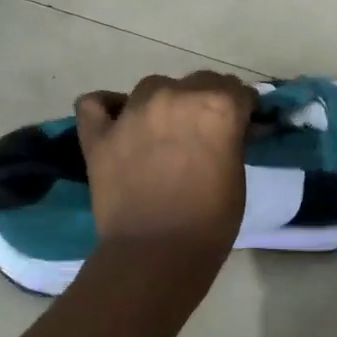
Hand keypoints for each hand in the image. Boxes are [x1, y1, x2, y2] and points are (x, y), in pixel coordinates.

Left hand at [75, 71, 259, 253]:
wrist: (155, 254)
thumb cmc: (209, 222)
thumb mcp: (237, 176)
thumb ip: (233, 141)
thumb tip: (234, 128)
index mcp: (216, 105)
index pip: (236, 90)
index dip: (241, 108)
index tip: (241, 125)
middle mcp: (174, 95)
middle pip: (198, 82)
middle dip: (206, 101)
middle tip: (204, 133)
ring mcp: (131, 111)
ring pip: (152, 87)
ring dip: (163, 103)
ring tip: (162, 132)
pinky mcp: (99, 133)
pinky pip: (95, 103)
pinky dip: (107, 108)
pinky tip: (116, 122)